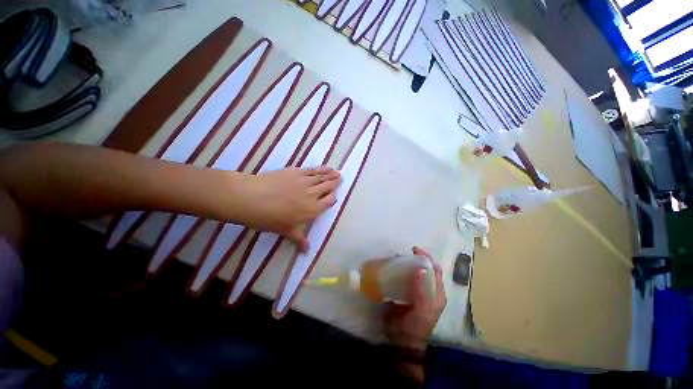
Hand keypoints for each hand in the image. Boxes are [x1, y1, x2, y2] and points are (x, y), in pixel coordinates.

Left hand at [236, 166, 340, 250]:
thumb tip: (307, 251)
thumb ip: (299, 239)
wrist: (252, 199)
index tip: (335, 194)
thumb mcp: (285, 231)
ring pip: (322, 177)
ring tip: (337, 172)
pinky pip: (312, 170)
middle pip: (327, 187)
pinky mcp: (296, 171)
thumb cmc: (269, 218)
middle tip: (340, 178)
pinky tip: (325, 167)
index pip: (328, 201)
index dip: (333, 196)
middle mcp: (312, 194)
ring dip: (330, 174)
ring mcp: (305, 181)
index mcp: (312, 209)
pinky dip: (321, 168)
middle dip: (335, 183)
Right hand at [383, 246, 446, 353]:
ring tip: (397, 258)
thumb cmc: (415, 327)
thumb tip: (421, 268)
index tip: (415, 250)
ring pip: (412, 272)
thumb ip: (422, 291)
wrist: (401, 341)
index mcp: (436, 293)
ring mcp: (415, 290)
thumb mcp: (421, 311)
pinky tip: (391, 268)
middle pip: (423, 269)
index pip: (435, 270)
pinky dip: (398, 271)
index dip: (427, 258)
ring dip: (406, 264)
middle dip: (415, 259)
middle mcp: (427, 289)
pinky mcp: (404, 292)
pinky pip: (402, 278)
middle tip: (404, 254)